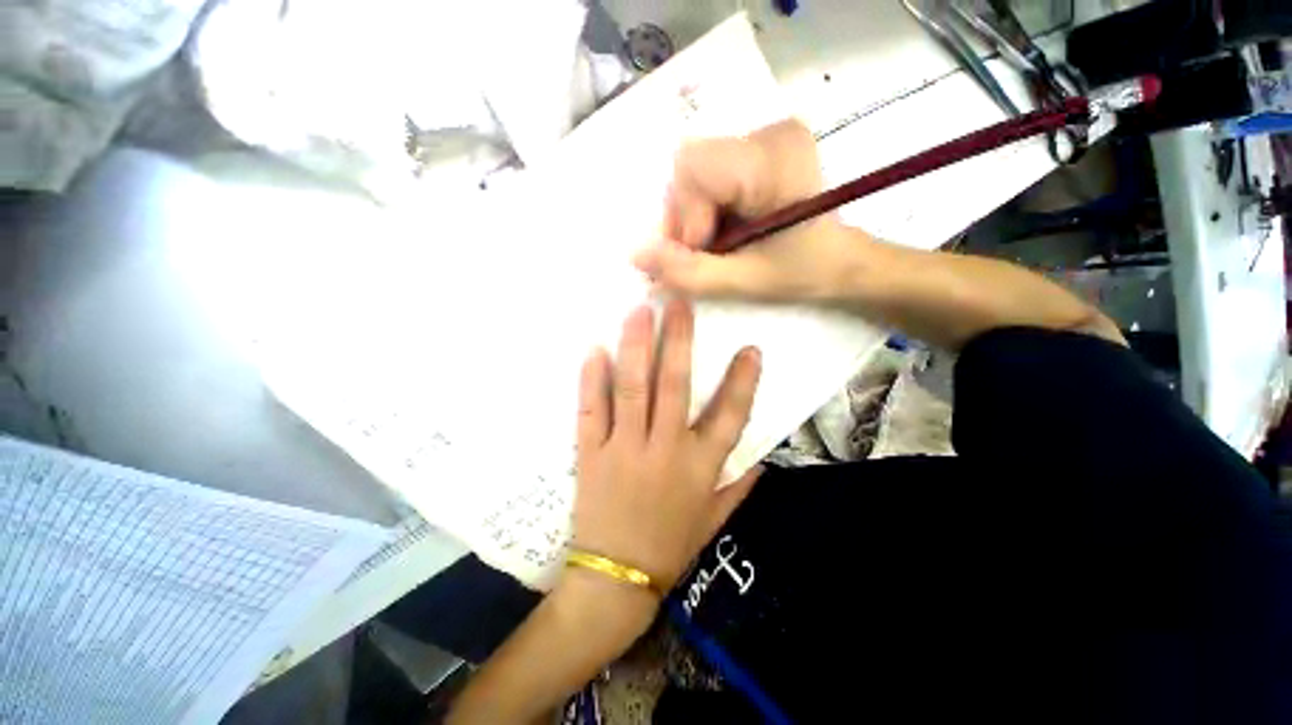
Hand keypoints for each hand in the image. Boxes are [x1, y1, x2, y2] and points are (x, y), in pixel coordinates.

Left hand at [572, 300, 762, 592]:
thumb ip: (740, 489)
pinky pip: (591, 410)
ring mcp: (625, 448)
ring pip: (632, 388)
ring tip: (638, 312)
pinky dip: (592, 380)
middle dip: (678, 340)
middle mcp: (665, 449)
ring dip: (636, 347)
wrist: (616, 581)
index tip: (750, 348)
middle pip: (674, 385)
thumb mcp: (713, 521)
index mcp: (700, 467)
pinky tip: (594, 350)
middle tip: (678, 303)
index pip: (730, 415)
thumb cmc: (669, 548)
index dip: (742, 380)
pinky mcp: (592, 454)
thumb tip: (765, 462)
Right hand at [632, 119, 872, 301]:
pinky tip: (724, 226)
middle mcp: (770, 132)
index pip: (692, 168)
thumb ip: (688, 271)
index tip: (704, 251)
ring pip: (694, 170)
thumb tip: (635, 255)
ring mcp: (766, 134)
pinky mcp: (759, 145)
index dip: (685, 216)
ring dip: (693, 214)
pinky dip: (705, 206)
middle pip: (689, 166)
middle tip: (705, 251)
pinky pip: (709, 171)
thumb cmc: (803, 273)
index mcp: (774, 159)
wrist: (842, 261)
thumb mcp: (743, 281)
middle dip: (686, 216)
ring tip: (717, 243)